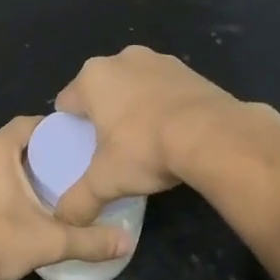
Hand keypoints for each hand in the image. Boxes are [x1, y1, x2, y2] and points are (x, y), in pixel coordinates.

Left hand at [0, 117, 132, 279]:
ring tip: (30, 192)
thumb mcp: (50, 241)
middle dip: (30, 155)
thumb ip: (90, 240)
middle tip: (57, 173)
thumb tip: (127, 243)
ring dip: (5, 171)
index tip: (70, 146)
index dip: (51, 132)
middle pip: (7, 143)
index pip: (28, 125)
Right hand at [52, 46, 242, 225]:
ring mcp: (159, 60)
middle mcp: (122, 59)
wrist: (213, 136)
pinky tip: (174, 133)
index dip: (71, 127)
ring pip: (135, 87)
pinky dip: (165, 106)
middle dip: (105, 115)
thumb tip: (66, 219)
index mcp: (92, 77)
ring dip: (136, 108)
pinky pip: (166, 90)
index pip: (67, 102)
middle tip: (113, 149)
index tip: (82, 150)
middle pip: (102, 91)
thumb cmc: (145, 149)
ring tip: (146, 142)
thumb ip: (79, 201)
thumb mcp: (105, 183)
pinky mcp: (190, 70)